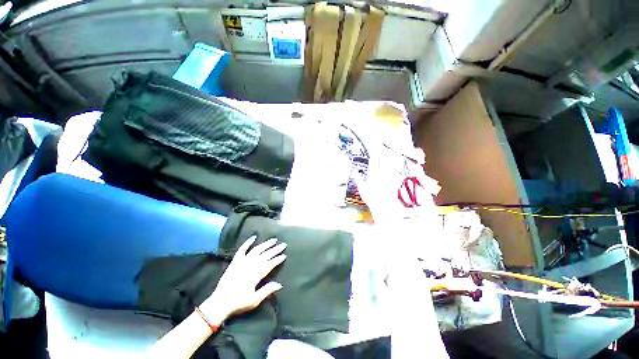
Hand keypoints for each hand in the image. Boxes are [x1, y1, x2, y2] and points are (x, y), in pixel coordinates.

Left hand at [200, 236, 286, 321]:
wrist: (220, 303)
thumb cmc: (238, 303)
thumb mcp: (254, 300)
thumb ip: (267, 291)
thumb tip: (280, 284)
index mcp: (256, 275)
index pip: (270, 264)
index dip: (277, 259)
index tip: (284, 255)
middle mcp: (250, 265)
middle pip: (265, 255)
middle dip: (275, 250)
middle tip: (283, 244)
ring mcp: (242, 262)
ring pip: (257, 250)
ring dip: (266, 244)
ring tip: (273, 240)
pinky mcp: (235, 261)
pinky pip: (242, 249)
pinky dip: (248, 242)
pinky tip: (254, 237)